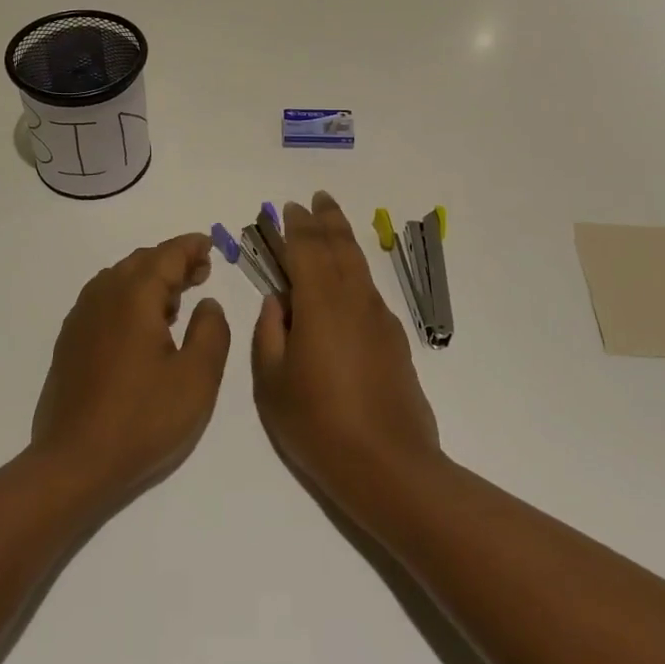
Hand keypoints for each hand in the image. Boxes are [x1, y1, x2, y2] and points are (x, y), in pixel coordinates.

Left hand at [31, 234, 231, 510]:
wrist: (74, 461)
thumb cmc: (143, 419)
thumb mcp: (197, 378)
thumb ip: (211, 331)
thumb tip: (207, 303)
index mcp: (135, 295)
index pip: (167, 255)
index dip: (191, 247)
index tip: (210, 246)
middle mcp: (104, 295)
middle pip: (141, 261)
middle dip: (172, 261)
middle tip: (201, 273)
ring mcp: (82, 317)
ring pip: (120, 278)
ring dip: (149, 279)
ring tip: (175, 300)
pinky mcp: (70, 340)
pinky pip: (104, 299)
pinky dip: (128, 297)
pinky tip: (141, 326)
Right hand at [252, 192, 441, 518]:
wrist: (388, 465)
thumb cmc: (318, 423)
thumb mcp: (272, 381)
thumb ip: (269, 333)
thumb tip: (278, 302)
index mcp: (320, 303)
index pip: (307, 250)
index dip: (296, 226)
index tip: (289, 207)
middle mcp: (354, 300)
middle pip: (340, 247)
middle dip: (326, 220)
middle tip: (318, 198)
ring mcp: (379, 319)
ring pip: (359, 265)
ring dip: (344, 239)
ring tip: (333, 223)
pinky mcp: (394, 340)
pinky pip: (369, 291)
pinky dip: (355, 272)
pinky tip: (348, 282)